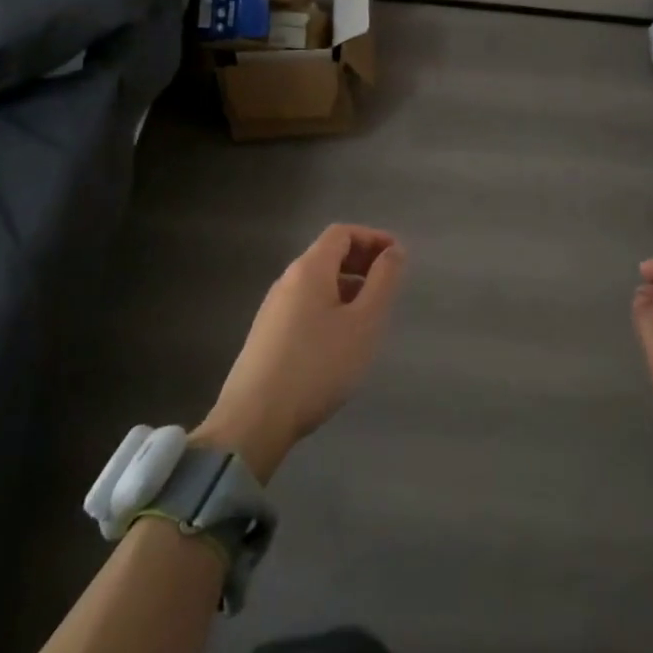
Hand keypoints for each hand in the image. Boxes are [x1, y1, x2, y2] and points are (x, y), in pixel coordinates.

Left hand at [194, 225, 406, 482]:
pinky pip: (305, 305)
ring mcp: (273, 309)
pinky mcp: (267, 335)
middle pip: (327, 255)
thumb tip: (394, 251)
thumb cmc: (319, 366)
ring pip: (317, 282)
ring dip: (348, 285)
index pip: (342, 233)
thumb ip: (383, 281)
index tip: (398, 256)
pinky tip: (342, 338)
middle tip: (390, 282)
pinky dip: (331, 305)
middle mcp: (287, 281)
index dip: (373, 237)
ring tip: (372, 312)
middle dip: (362, 260)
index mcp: (309, 270)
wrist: (254, 420)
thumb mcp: (364, 323)